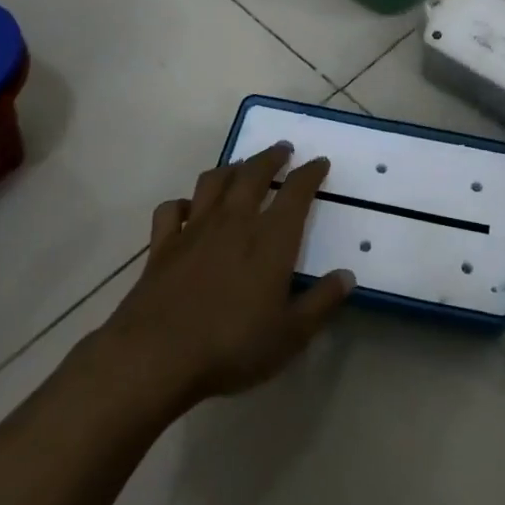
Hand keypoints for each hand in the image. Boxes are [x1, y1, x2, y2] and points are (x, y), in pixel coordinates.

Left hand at [100, 144, 354, 413]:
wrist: (157, 355)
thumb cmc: (232, 345)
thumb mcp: (291, 334)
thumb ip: (322, 302)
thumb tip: (347, 275)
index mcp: (271, 238)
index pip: (296, 192)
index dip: (310, 173)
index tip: (319, 162)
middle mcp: (234, 221)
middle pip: (253, 174)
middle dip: (271, 157)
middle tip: (282, 149)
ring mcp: (194, 229)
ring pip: (213, 182)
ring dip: (230, 168)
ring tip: (241, 167)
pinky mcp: (162, 245)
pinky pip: (172, 209)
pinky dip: (183, 202)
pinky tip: (188, 208)